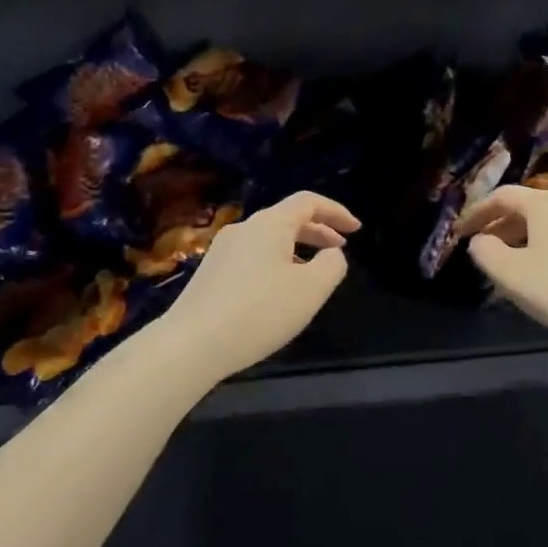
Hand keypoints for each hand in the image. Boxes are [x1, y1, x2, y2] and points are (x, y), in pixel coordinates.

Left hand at [160, 191, 359, 380]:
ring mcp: (222, 250)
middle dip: (318, 231)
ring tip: (311, 275)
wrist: (191, 344)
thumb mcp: (311, 290)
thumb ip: (332, 266)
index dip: (336, 211)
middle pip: (286, 219)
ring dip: (296, 250)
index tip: (356, 229)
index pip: (308, 202)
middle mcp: (244, 229)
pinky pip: (252, 258)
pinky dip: (275, 264)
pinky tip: (278, 293)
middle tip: (339, 250)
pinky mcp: (210, 273)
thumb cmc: (259, 312)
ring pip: (268, 240)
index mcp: (270, 225)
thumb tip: (331, 254)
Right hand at [455, 185, 547, 354]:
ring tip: (509, 265)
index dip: (477, 213)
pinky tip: (541, 273)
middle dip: (499, 226)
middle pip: (526, 207)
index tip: (460, 233)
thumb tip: (480, 241)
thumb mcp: (511, 274)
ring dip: (522, 239)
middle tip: (482, 250)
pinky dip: (544, 246)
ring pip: (547, 224)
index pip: (502, 196)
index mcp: (546, 204)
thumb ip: (485, 252)